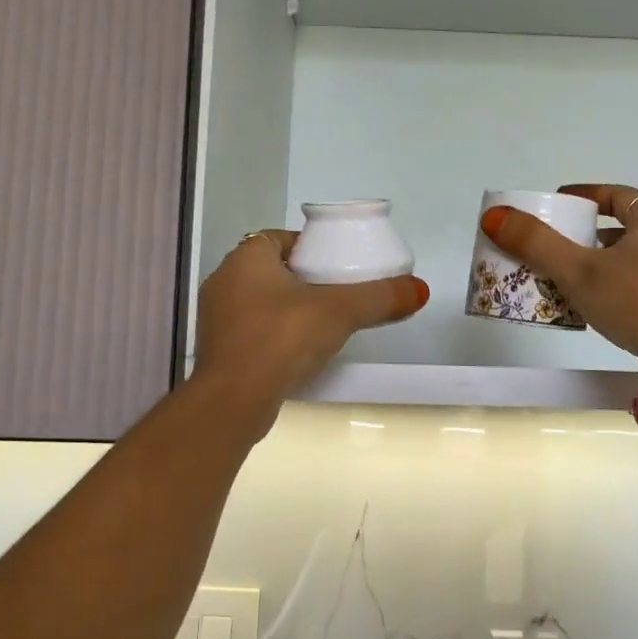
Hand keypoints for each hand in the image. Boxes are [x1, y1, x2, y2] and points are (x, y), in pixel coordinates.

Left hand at [193, 230, 428, 429]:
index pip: (280, 238)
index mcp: (245, 258)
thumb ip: (380, 298)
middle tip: (338, 294)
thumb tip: (420, 289)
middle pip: (272, 270)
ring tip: (324, 324)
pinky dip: (276, 336)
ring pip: (261, 302)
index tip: (337, 265)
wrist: (234, 401)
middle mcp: (224, 281)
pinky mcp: (218, 352)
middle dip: (303, 279)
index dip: (309, 247)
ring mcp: (217, 319)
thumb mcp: (340, 311)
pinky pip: (253, 332)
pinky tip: (300, 352)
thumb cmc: (282, 339)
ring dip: (289, 309)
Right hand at [480, 185, 637, 374]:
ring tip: (558, 277)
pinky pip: (632, 292)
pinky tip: (583, 309)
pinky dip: (605, 293)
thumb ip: (537, 243)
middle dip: (583, 236)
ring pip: (625, 264)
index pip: (619, 195)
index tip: (560, 202)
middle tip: (550, 244)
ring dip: (592, 267)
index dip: (587, 195)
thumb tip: (494, 216)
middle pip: (620, 230)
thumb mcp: (581, 270)